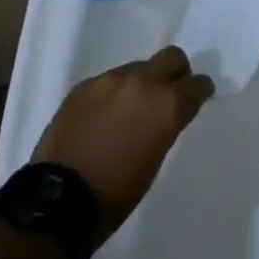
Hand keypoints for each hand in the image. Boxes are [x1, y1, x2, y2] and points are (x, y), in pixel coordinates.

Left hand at [34, 46, 213, 240]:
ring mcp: (110, 79)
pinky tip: (102, 118)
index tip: (197, 98)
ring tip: (128, 111)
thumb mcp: (155, 159)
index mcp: (166, 104)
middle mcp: (143, 81)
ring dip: (140, 84)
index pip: (197, 84)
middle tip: (168, 94)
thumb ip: (165, 124)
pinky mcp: (85, 85)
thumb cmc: (116, 194)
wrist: (59, 200)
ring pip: (137, 68)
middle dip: (175, 72)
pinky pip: (108, 81)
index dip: (199, 91)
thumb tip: (164, 113)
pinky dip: (112, 94)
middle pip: (171, 57)